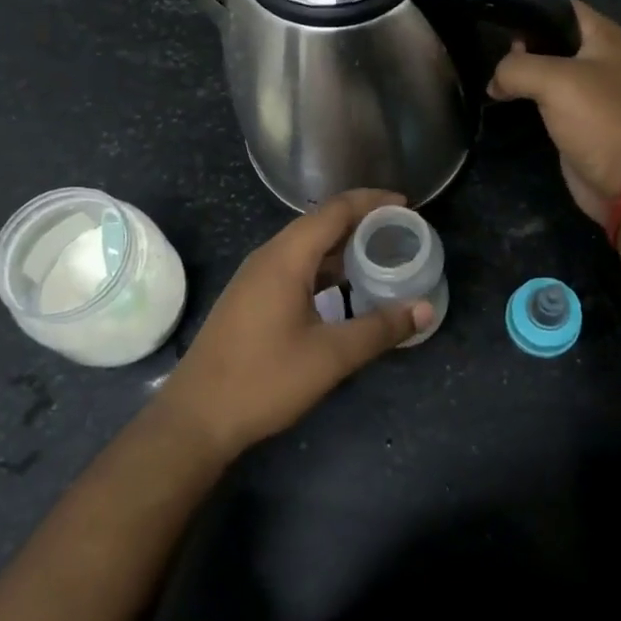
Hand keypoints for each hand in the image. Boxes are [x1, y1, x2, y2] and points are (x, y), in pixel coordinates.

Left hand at [157, 189, 434, 458]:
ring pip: (307, 246)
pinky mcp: (251, 298)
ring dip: (343, 246)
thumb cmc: (263, 380)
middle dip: (362, 222)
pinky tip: (345, 289)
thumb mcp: (330, 356)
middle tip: (400, 232)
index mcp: (286, 258)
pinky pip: (295, 266)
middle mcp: (269, 256)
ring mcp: (256, 277)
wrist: (195, 418)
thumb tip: (425, 309)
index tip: (407, 206)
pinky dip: (326, 267)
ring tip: (380, 257)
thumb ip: (380, 329)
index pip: (335, 210)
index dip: (372, 202)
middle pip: (321, 223)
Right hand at [487, 0, 620, 223]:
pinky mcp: (578, 117)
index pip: (560, 5)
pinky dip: (527, 95)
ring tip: (492, 75)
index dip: (529, 7)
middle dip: (520, 42)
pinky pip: (547, 96)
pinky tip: (503, 97)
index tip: (494, 15)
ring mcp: (589, 89)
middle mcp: (599, 56)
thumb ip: (516, 67)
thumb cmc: (598, 119)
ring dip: (521, 72)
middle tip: (489, 51)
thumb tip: (495, 80)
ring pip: (547, 68)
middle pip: (551, 36)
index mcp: (603, 35)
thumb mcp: (553, 81)